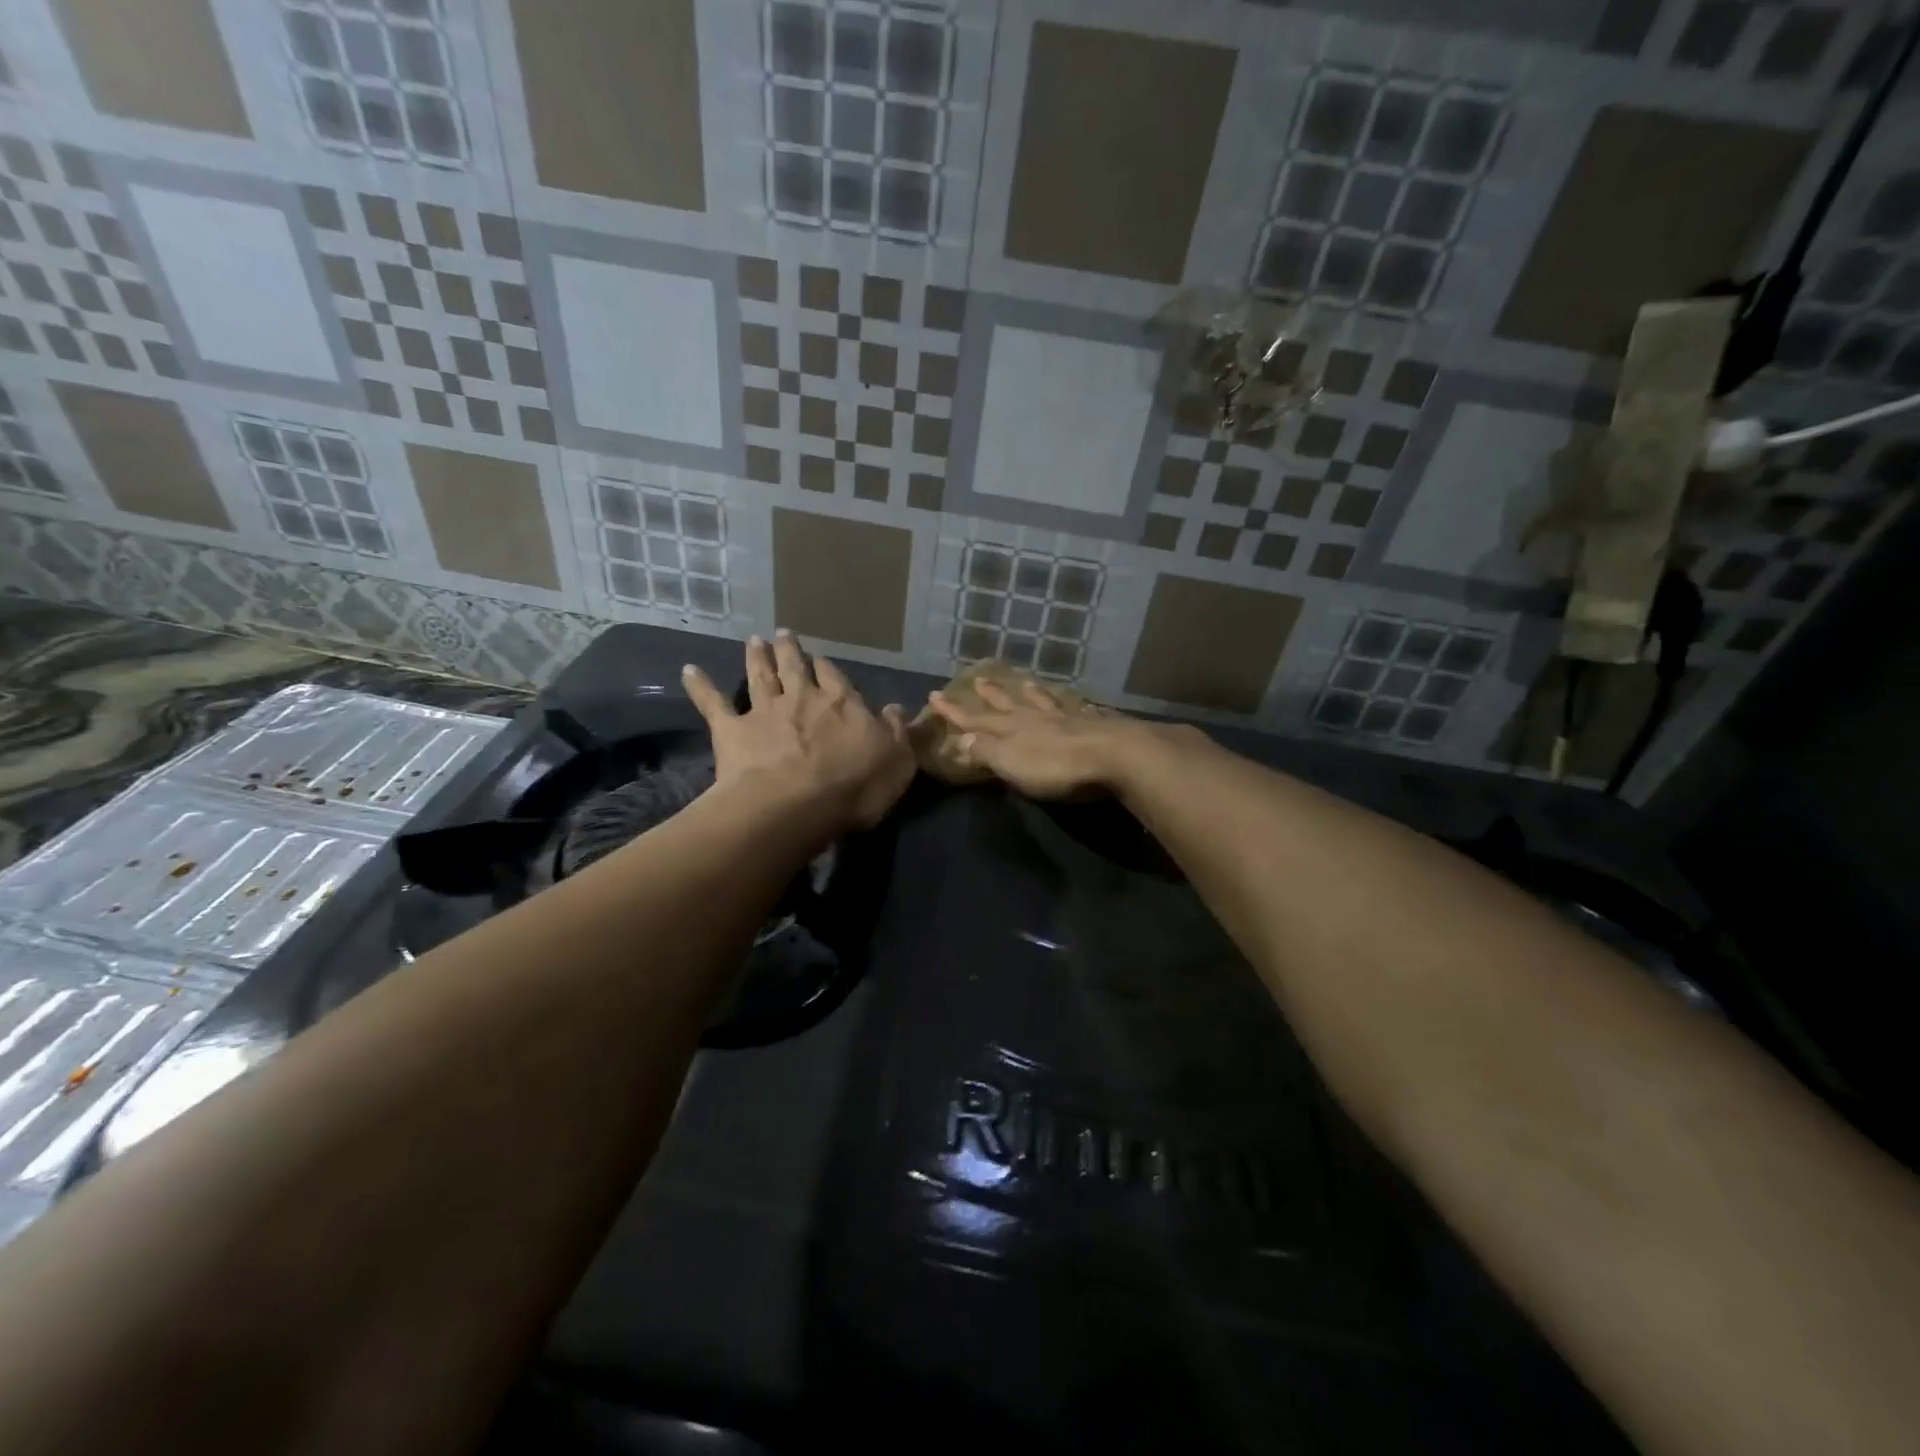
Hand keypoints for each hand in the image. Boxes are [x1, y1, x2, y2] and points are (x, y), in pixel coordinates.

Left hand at [682, 631, 914, 831]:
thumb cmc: (854, 787)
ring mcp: (764, 711)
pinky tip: (689, 671)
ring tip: (754, 641)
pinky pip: (712, 703)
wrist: (794, 806)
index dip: (827, 669)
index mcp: (842, 704)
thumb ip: (895, 733)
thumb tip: (894, 708)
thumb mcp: (896, 762)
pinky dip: (700, 686)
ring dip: (756, 657)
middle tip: (784, 635)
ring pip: (760, 676)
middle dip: (790, 650)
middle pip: (795, 668)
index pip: (835, 679)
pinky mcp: (731, 730)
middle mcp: (802, 698)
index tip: (821, 660)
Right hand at [926, 677, 1148, 798]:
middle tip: (978, 680)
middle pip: (1009, 704)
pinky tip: (1081, 704)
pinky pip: (1080, 710)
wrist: (1113, 756)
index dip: (955, 711)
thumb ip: (986, 751)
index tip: (935, 695)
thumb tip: (962, 738)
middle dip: (991, 695)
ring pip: (1044, 701)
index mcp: (1012, 729)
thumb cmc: (1056, 766)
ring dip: (1031, 693)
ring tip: (1023, 681)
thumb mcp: (1010, 763)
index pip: (976, 719)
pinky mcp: (1096, 725)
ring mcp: (1068, 718)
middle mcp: (1037, 718)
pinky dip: (1074, 706)